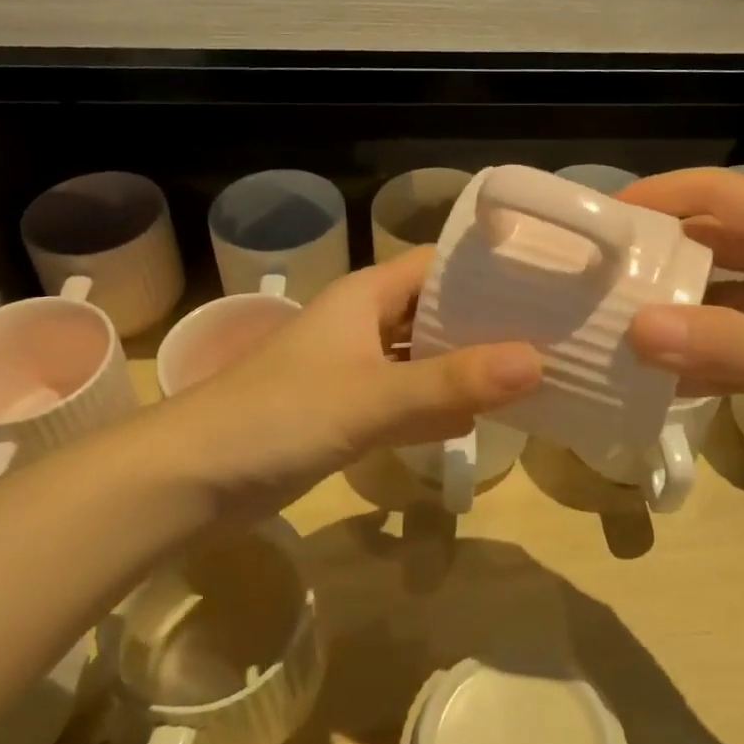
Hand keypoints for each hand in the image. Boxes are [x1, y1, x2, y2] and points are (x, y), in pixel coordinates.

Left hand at [153, 248, 541, 518]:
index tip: (544, 281)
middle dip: (486, 322)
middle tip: (553, 333)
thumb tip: (537, 361)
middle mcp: (362, 323)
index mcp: (365, 296)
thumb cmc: (280, 416)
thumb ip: (452, 382)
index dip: (487, 269)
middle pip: (435, 310)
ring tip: (534, 373)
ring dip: (466, 366)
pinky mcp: (344, 412)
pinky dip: (437, 405)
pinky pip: (404, 398)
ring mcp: (353, 369)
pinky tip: (480, 418)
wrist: (190, 479)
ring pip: (421, 357)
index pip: (438, 264)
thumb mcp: (372, 397)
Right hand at [619, 168, 743, 505]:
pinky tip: (668, 380)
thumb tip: (633, 329)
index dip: (660, 194)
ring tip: (620, 326)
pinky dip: (709, 354)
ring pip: (727, 294)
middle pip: (716, 241)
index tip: (605, 218)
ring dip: (680, 309)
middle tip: (601, 277)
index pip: (717, 192)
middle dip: (660, 255)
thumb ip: (722, 342)